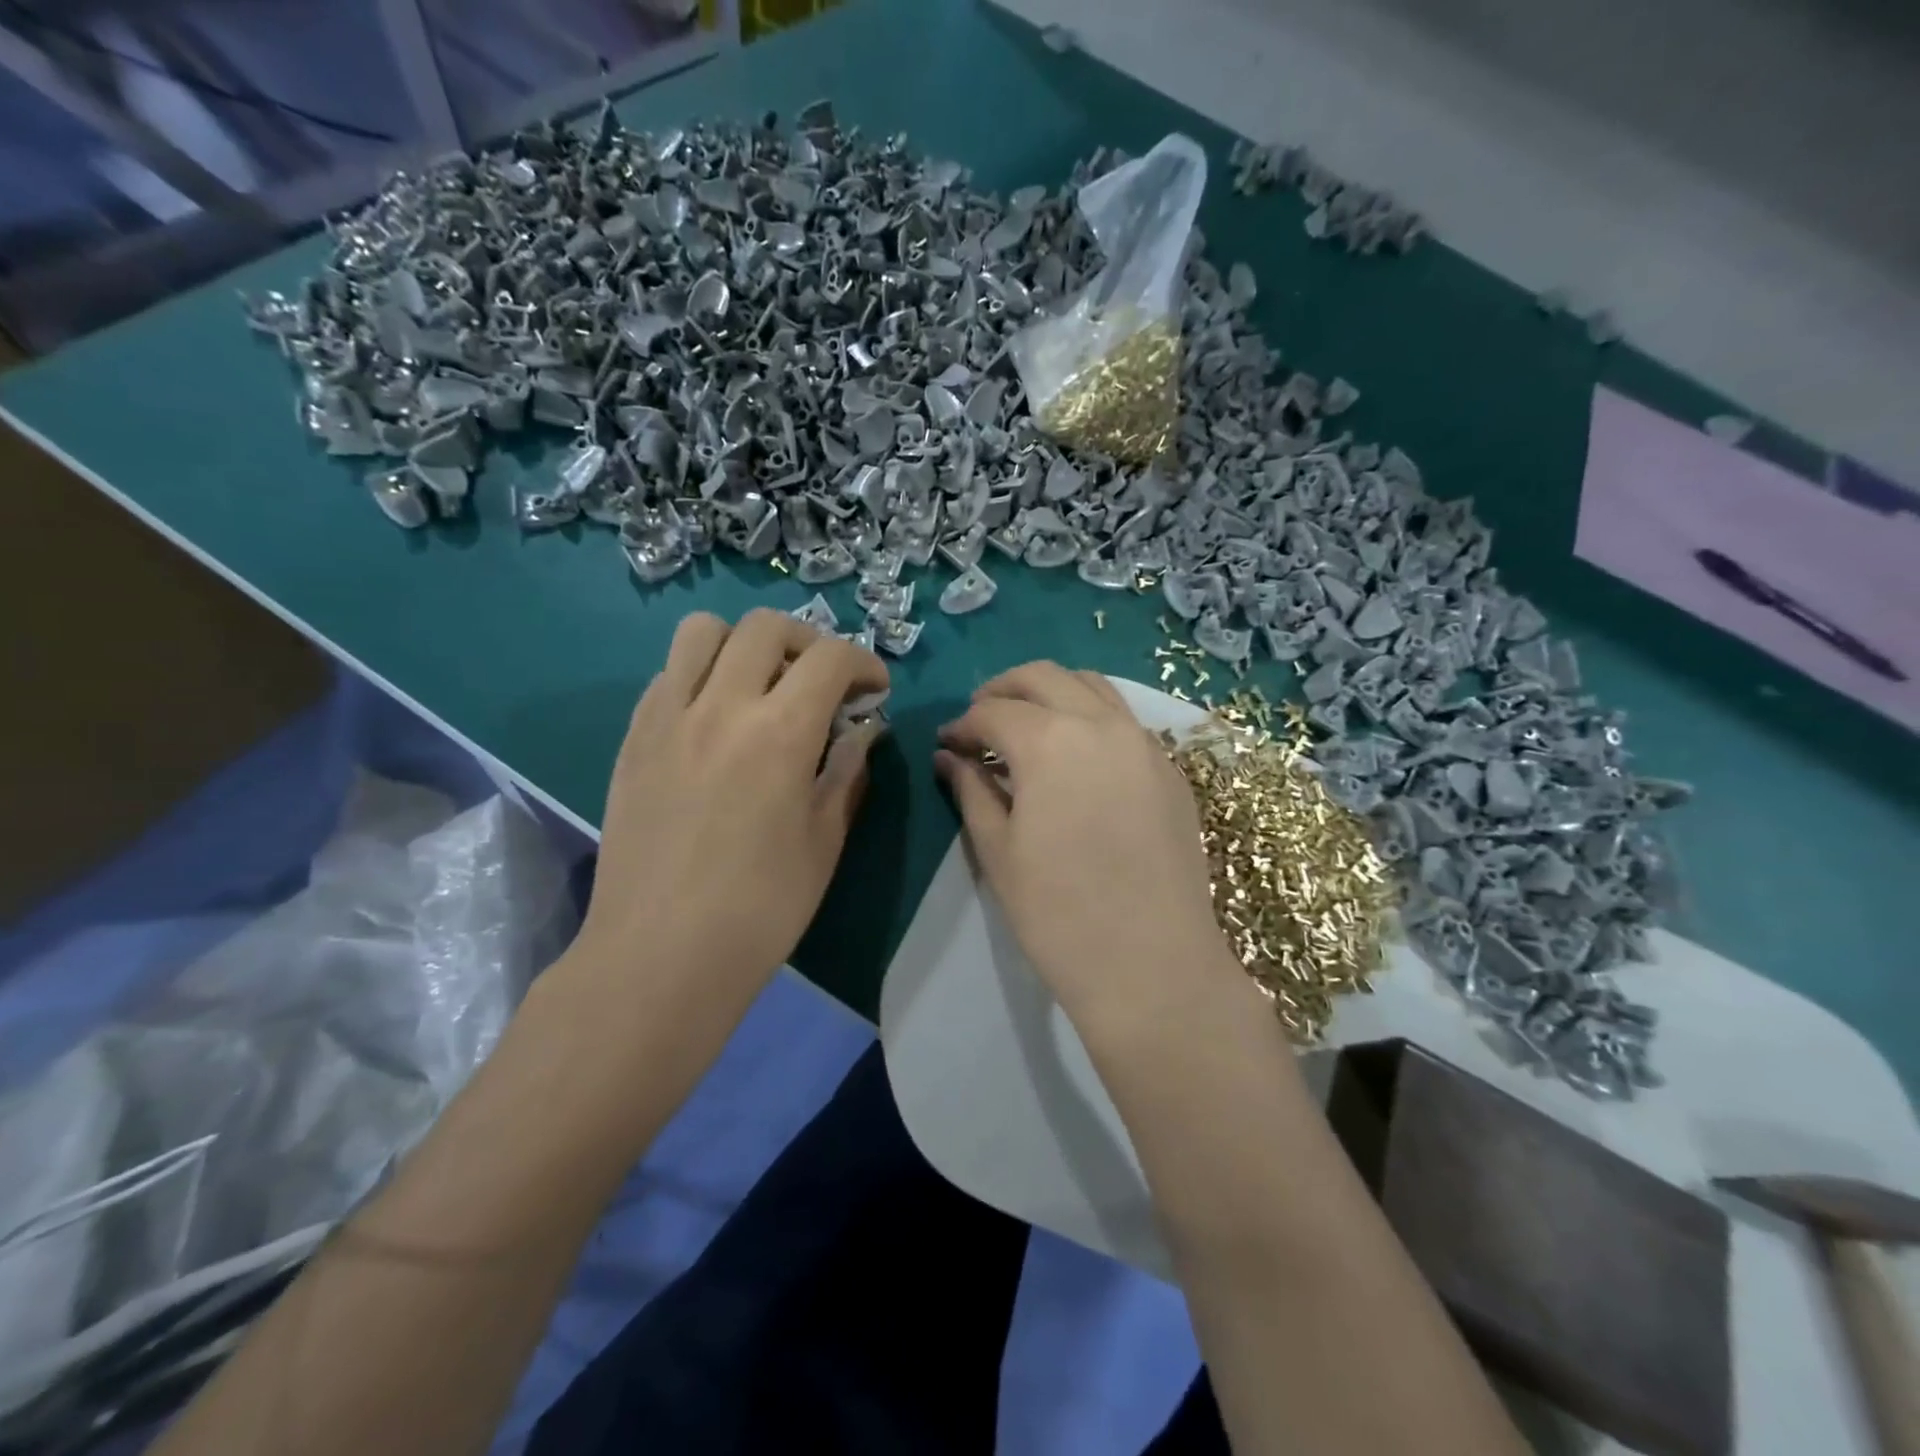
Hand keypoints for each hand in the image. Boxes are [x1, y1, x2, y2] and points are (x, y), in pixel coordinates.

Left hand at [574, 609, 888, 999]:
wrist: (660, 955)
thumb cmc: (760, 907)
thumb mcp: (824, 840)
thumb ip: (846, 772)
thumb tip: (862, 733)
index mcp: (779, 732)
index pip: (831, 658)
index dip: (864, 663)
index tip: (875, 691)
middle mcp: (720, 705)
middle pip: (766, 626)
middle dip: (809, 641)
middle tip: (824, 682)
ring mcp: (667, 717)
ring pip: (703, 631)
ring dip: (745, 643)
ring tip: (762, 684)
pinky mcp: (633, 738)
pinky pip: (668, 674)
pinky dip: (702, 674)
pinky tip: (715, 719)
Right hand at [934, 663, 1243, 1037]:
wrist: (1152, 965)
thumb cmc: (1058, 913)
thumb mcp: (998, 850)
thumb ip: (971, 790)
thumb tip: (950, 757)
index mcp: (1050, 740)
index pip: (993, 711)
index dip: (962, 724)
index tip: (948, 743)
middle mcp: (1101, 724)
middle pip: (1044, 677)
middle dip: (1003, 689)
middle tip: (980, 719)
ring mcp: (1144, 743)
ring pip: (1092, 687)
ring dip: (1051, 693)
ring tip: (1028, 726)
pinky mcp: (1171, 770)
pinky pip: (1124, 721)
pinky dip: (1091, 718)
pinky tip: (1077, 757)